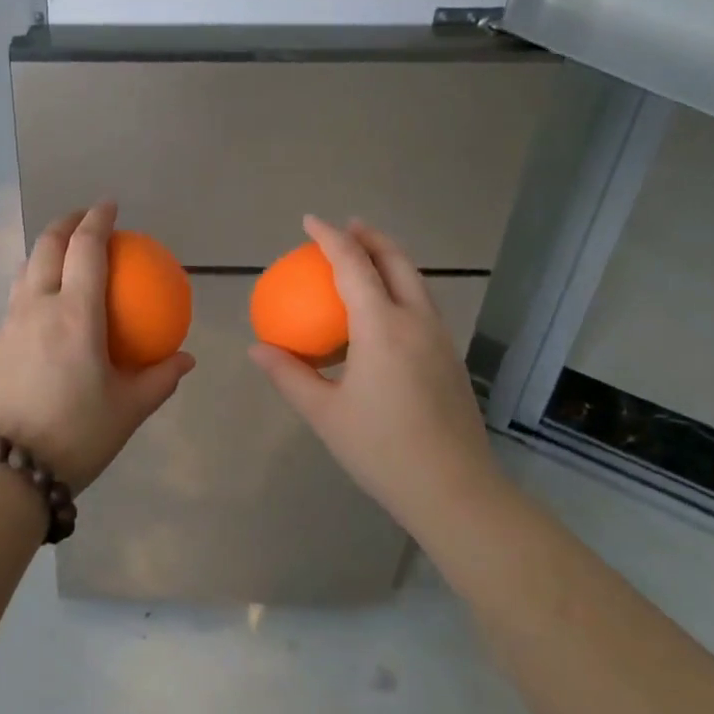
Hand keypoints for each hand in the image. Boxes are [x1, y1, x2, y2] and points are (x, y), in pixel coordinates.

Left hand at [0, 203, 194, 494]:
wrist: (6, 470)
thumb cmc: (76, 436)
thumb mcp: (128, 410)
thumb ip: (160, 378)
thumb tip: (185, 358)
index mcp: (75, 315)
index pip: (85, 249)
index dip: (98, 220)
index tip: (110, 205)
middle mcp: (37, 307)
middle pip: (47, 246)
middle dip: (66, 222)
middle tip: (85, 218)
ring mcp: (10, 323)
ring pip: (26, 268)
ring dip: (45, 249)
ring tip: (63, 251)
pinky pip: (16, 296)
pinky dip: (33, 280)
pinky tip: (45, 303)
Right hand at [249, 216, 502, 526]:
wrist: (456, 492)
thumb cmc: (383, 450)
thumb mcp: (325, 414)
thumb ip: (289, 375)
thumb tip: (258, 348)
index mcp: (382, 328)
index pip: (353, 266)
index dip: (330, 238)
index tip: (310, 221)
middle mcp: (416, 322)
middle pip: (396, 262)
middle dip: (371, 237)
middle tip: (347, 227)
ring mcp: (440, 338)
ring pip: (416, 282)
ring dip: (390, 260)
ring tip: (366, 258)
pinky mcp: (450, 358)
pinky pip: (422, 305)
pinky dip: (400, 288)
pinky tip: (383, 312)